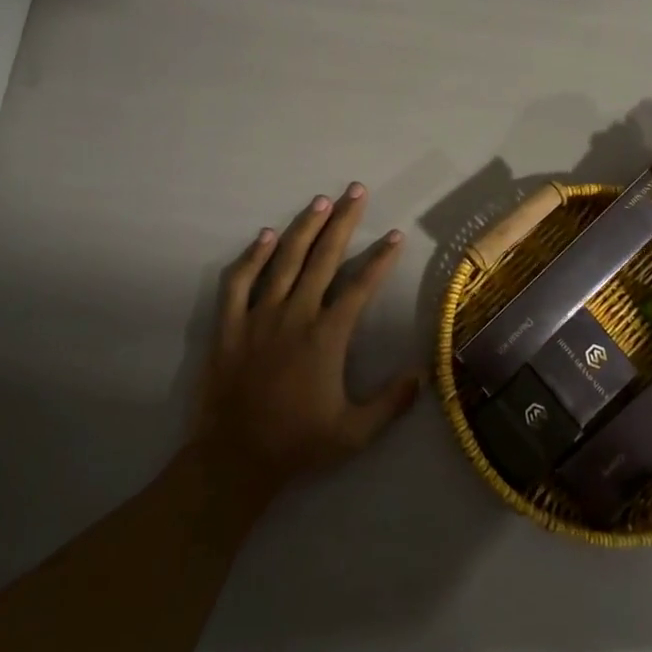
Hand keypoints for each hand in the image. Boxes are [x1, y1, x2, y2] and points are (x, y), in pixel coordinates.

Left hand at [189, 183, 420, 504]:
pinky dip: (252, 256)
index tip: (395, 234)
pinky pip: (238, 282)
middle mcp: (295, 316)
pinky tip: (265, 235)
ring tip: (320, 201)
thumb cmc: (298, 445)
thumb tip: (422, 374)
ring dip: (304, 227)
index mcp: (326, 337)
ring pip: (284, 260)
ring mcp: (259, 317)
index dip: (380, 258)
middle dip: (343, 221)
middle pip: (323, 258)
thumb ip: (391, 403)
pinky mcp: (230, 326)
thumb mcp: (354, 434)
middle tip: (356, 190)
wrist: (234, 460)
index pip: (360, 286)